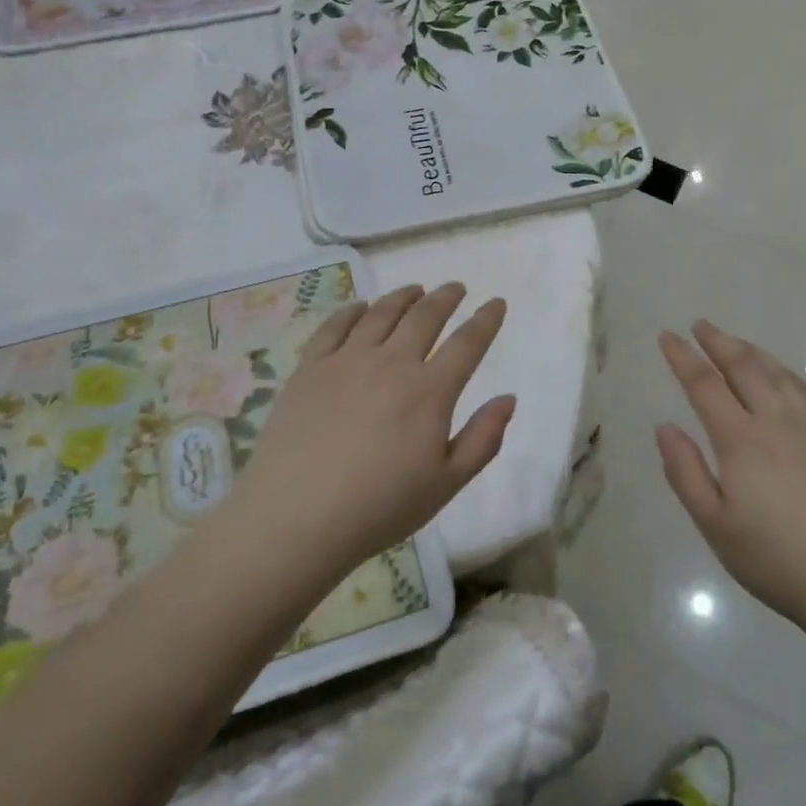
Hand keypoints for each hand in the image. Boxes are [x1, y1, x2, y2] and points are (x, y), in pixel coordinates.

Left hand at [230, 283, 513, 582]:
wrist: (297, 517)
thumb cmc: (380, 507)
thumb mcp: (446, 484)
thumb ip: (483, 439)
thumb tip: (508, 398)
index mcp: (429, 391)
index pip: (467, 343)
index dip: (485, 320)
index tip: (496, 303)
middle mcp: (391, 363)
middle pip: (424, 317)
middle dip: (445, 298)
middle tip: (456, 288)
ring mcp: (347, 361)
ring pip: (381, 313)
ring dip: (403, 296)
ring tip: (415, 290)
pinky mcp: (310, 368)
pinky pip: (334, 326)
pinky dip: (352, 310)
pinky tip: (360, 307)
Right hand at [656, 321, 805, 629]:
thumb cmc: (779, 560)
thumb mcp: (715, 526)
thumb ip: (685, 472)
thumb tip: (664, 426)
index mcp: (741, 439)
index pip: (704, 385)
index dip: (683, 357)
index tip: (667, 336)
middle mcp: (778, 421)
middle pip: (744, 368)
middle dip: (718, 342)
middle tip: (700, 325)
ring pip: (779, 375)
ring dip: (753, 352)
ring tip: (736, 343)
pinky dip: (791, 376)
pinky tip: (788, 378)